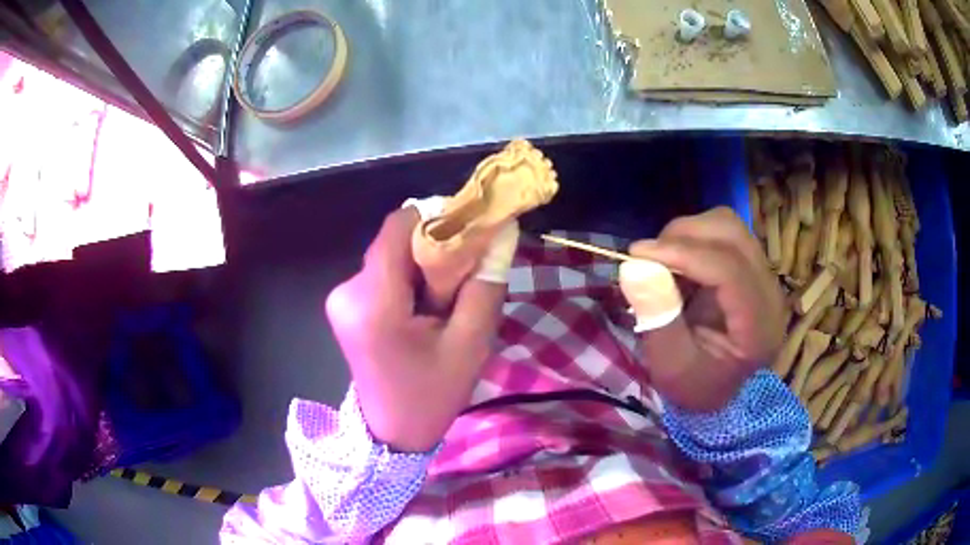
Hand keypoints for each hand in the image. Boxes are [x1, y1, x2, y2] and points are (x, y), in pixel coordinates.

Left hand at [325, 208, 506, 451]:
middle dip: (433, 249)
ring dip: (421, 268)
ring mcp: (341, 298)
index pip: (399, 227)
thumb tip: (499, 232)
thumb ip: (485, 283)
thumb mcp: (471, 344)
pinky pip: (382, 273)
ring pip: (390, 256)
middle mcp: (348, 291)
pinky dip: (407, 280)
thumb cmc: (433, 394)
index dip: (436, 218)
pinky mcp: (343, 304)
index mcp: (375, 303)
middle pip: (395, 242)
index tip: (468, 232)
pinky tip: (421, 311)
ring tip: (443, 303)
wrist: (392, 432)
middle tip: (463, 278)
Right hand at [623, 207, 784, 411]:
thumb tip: (632, 266)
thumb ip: (657, 318)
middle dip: (684, 237)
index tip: (637, 254)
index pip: (730, 270)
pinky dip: (693, 240)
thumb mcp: (669, 366)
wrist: (716, 388)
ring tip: (663, 262)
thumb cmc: (694, 385)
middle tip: (648, 259)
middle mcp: (770, 294)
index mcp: (758, 328)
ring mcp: (763, 276)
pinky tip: (678, 266)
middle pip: (732, 235)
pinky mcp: (751, 266)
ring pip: (727, 226)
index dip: (684, 253)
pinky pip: (722, 234)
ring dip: (688, 235)